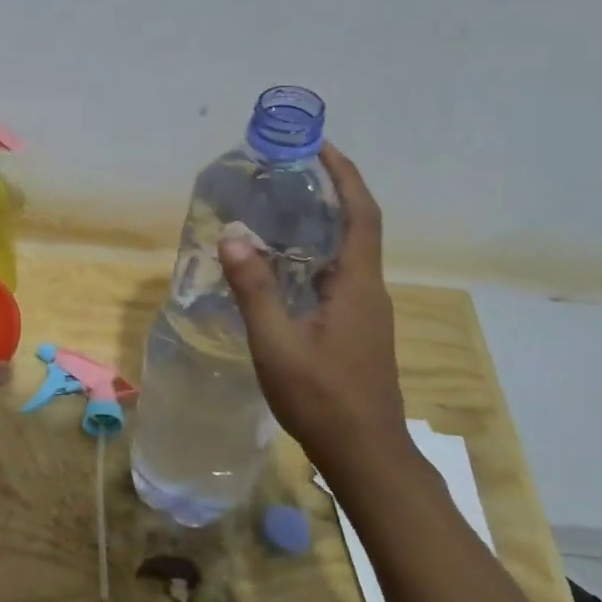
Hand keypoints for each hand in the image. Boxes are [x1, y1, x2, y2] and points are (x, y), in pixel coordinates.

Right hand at [218, 144, 406, 470]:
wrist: (366, 454)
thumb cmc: (322, 397)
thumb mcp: (277, 343)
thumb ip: (255, 289)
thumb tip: (233, 236)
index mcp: (357, 285)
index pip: (361, 215)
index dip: (345, 176)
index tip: (321, 147)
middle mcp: (369, 291)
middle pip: (357, 228)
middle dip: (331, 194)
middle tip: (289, 175)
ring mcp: (366, 313)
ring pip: (348, 255)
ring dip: (323, 226)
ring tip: (280, 211)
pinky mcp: (358, 331)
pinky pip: (339, 277)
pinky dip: (315, 257)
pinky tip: (284, 269)